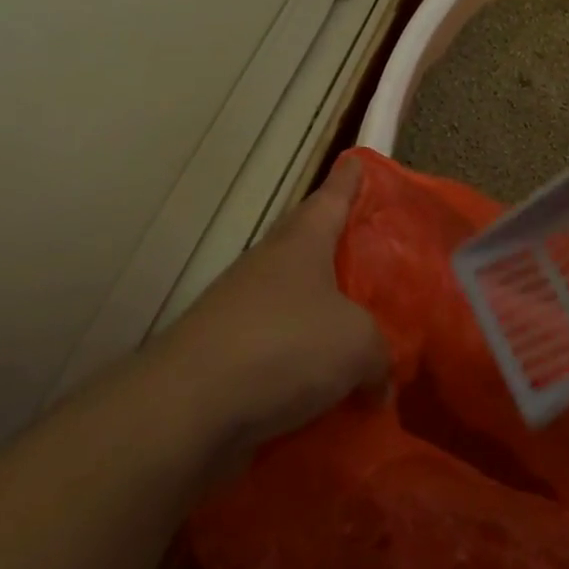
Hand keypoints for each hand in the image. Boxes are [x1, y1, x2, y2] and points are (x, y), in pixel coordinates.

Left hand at [156, 158, 386, 446]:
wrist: (189, 409)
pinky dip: (306, 367)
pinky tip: (332, 392)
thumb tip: (379, 379)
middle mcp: (270, 266)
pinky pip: (282, 352)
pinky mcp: (229, 357)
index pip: (331, 196)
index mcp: (302, 242)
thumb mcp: (357, 343)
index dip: (349, 179)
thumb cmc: (284, 346)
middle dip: (341, 248)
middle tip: (376, 254)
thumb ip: (380, 353)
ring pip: (297, 302)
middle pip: (311, 245)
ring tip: (364, 334)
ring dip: (326, 315)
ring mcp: (244, 311)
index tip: (357, 160)